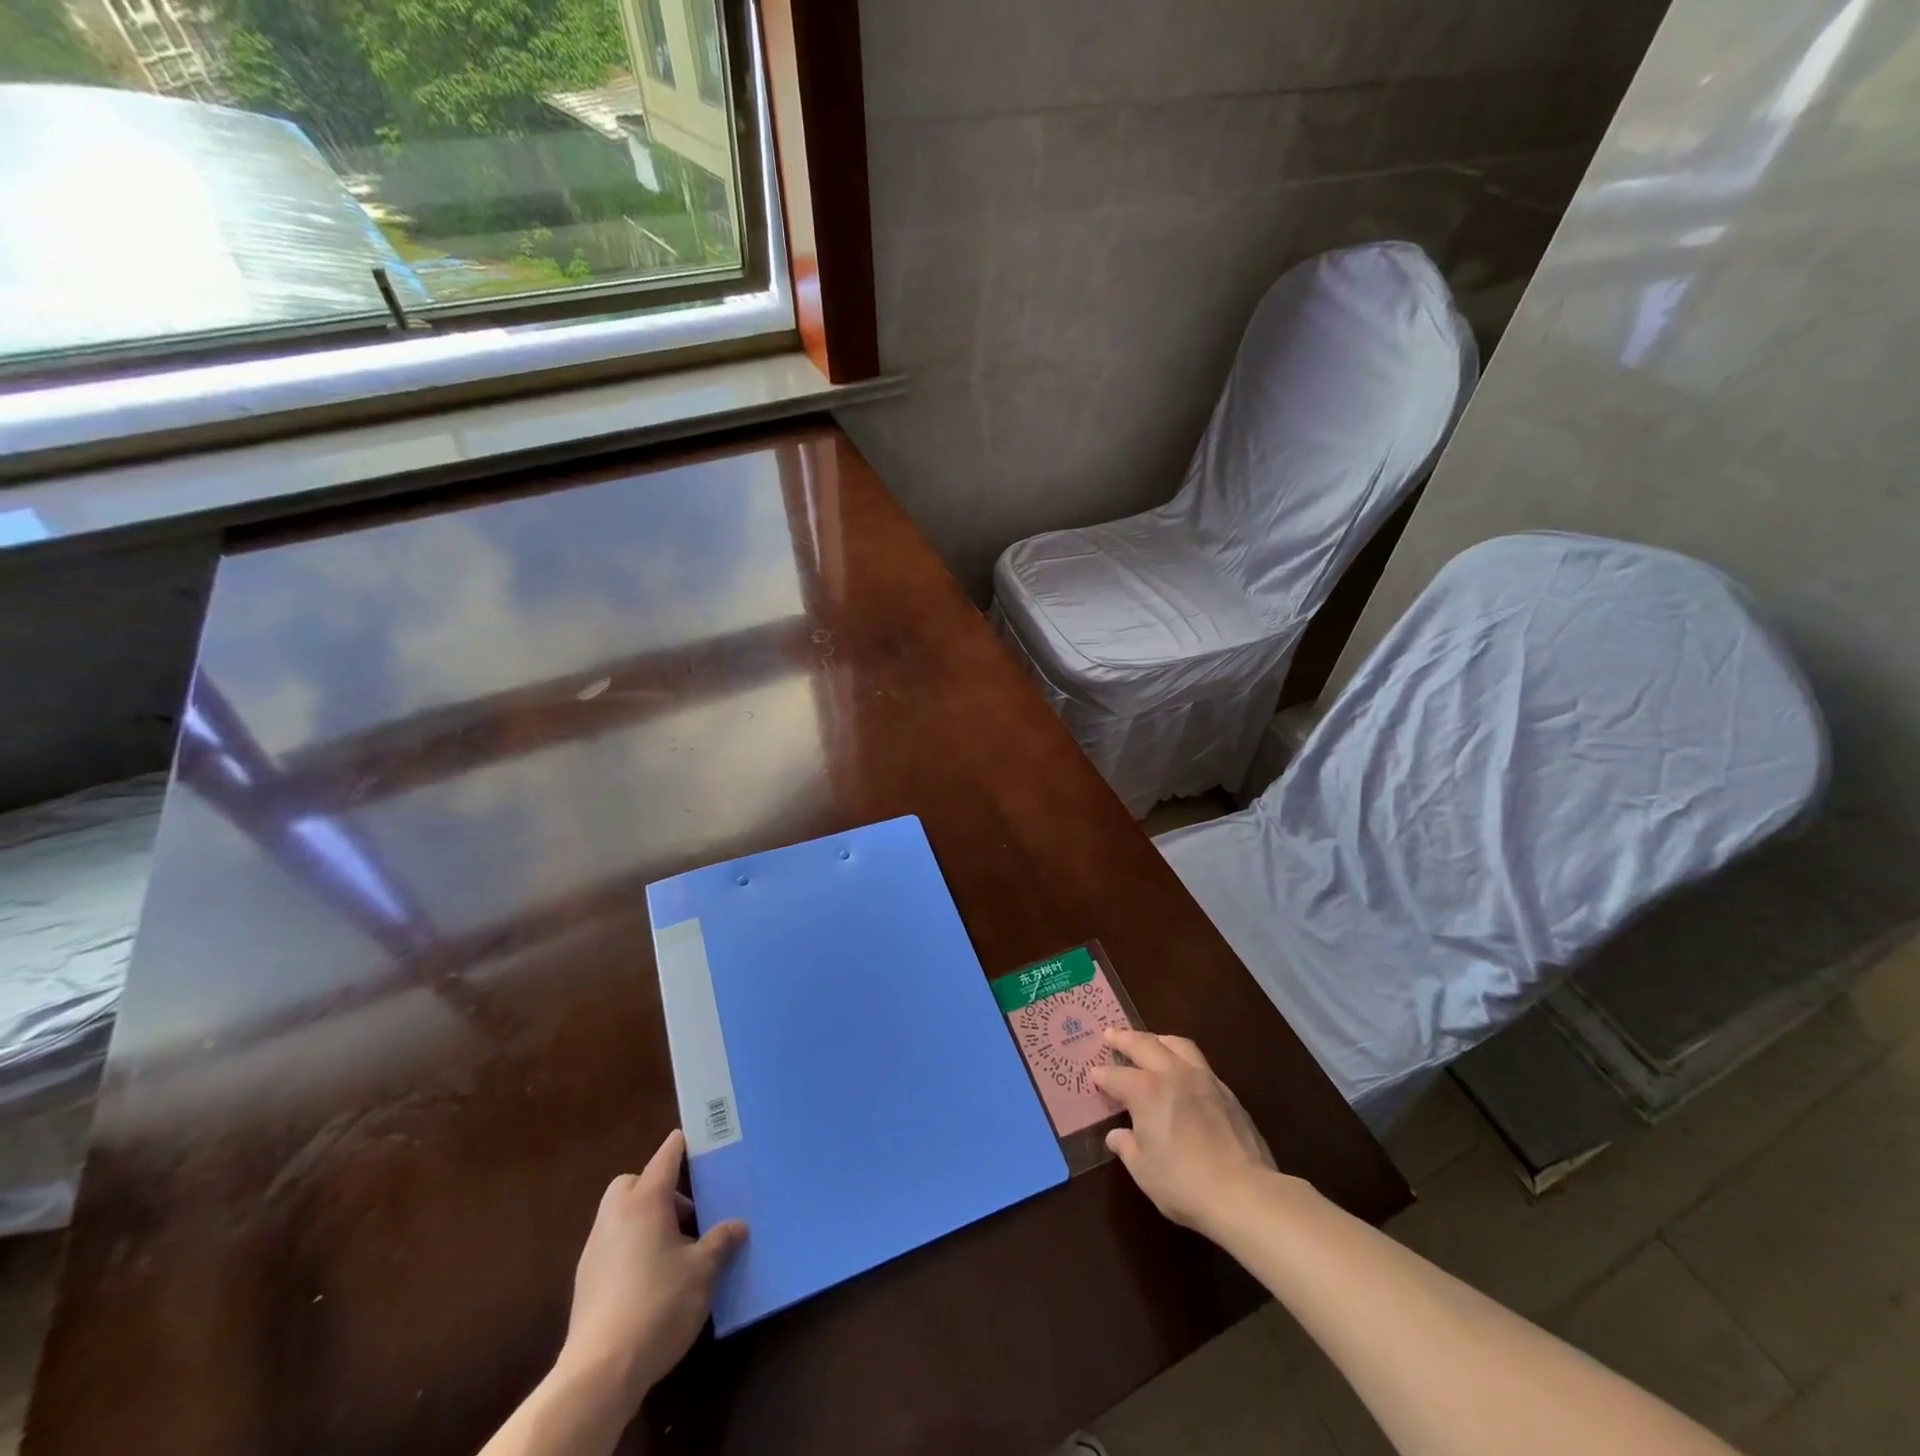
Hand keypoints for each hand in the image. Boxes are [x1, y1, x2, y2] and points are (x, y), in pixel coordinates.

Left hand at [556, 1130, 747, 1407]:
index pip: (666, 1157)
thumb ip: (721, 1241)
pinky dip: (630, 1249)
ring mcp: (595, 1250)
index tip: (696, 1138)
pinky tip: (651, 1280)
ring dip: (644, 1221)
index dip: (682, 1145)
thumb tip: (738, 1225)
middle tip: (684, 1214)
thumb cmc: (659, 1304)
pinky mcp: (585, 1283)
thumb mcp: (703, 1270)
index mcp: (645, 1202)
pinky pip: (611, 1246)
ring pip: (619, 1216)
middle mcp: (615, 1216)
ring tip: (673, 1251)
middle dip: (656, 1188)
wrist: (600, 1372)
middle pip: (632, 1183)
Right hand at [1091, 1029, 1279, 1237]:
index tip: (1093, 1073)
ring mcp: (1203, 1078)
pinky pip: (1198, 1061)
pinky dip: (1182, 1057)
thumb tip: (1117, 1135)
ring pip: (1176, 1045)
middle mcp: (1172, 1074)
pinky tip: (1182, 1070)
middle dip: (1124, 1039)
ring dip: (1157, 1039)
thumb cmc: (1184, 1183)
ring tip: (1149, 1041)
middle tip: (1110, 1034)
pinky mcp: (1226, 1091)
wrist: (1244, 1193)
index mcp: (1146, 1091)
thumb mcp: (1144, 1170)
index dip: (1102, 1075)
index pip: (1116, 1076)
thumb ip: (1127, 1147)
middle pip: (1144, 1045)